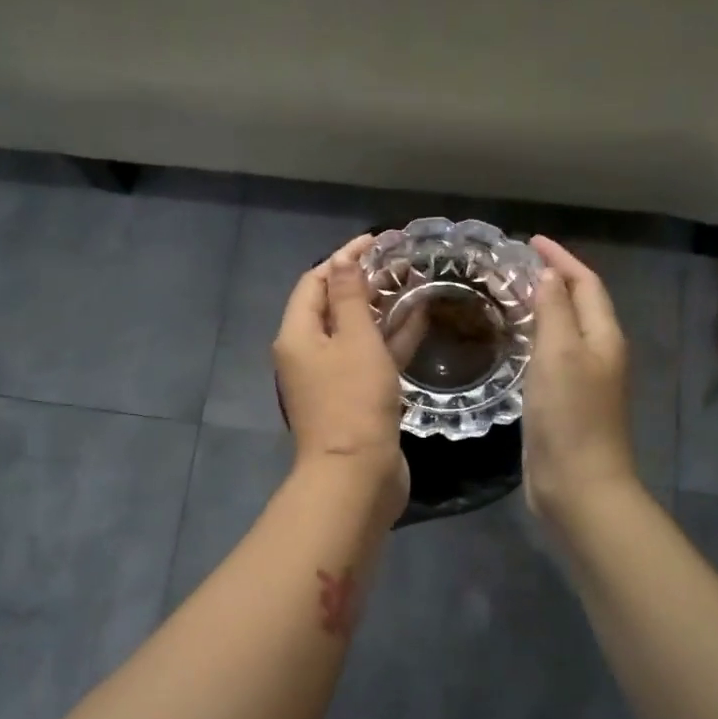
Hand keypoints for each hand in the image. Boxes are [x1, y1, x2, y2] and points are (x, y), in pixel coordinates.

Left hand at [274, 235, 409, 519]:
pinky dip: (390, 339)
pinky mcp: (355, 398)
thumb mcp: (354, 341)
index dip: (342, 259)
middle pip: (333, 306)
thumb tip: (344, 259)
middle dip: (364, 282)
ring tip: (414, 283)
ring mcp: (332, 378)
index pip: (314, 282)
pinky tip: (420, 319)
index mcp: (297, 335)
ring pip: (356, 333)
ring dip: (381, 309)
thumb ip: (350, 297)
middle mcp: (308, 353)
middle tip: (401, 263)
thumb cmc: (353, 401)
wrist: (357, 475)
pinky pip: (371, 358)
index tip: (377, 242)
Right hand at [523, 236, 636, 521]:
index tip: (530, 241)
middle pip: (579, 304)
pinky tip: (512, 342)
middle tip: (513, 267)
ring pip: (564, 330)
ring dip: (542, 308)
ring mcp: (583, 380)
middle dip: (552, 280)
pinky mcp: (565, 402)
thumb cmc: (570, 416)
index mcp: (604, 336)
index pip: (586, 283)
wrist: (578, 485)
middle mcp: (599, 353)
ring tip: (508, 295)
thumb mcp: (559, 354)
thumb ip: (554, 311)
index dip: (561, 259)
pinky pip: (552, 356)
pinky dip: (535, 338)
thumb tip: (549, 277)